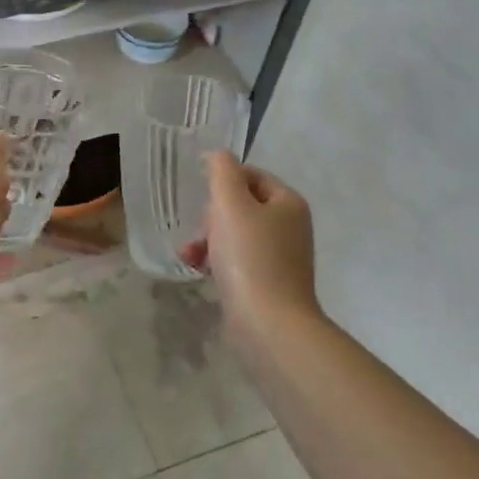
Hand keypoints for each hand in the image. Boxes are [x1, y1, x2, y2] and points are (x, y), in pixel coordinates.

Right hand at [181, 151, 320, 337]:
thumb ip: (222, 172)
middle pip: (242, 205)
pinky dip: (217, 260)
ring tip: (189, 253)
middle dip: (212, 215)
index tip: (202, 198)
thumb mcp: (230, 204)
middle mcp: (290, 226)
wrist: (269, 324)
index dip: (223, 181)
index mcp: (288, 202)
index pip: (252, 175)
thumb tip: (218, 154)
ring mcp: (281, 257)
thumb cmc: (249, 257)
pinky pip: (237, 261)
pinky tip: (197, 269)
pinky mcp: (268, 283)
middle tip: (200, 229)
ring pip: (236, 234)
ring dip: (209, 239)